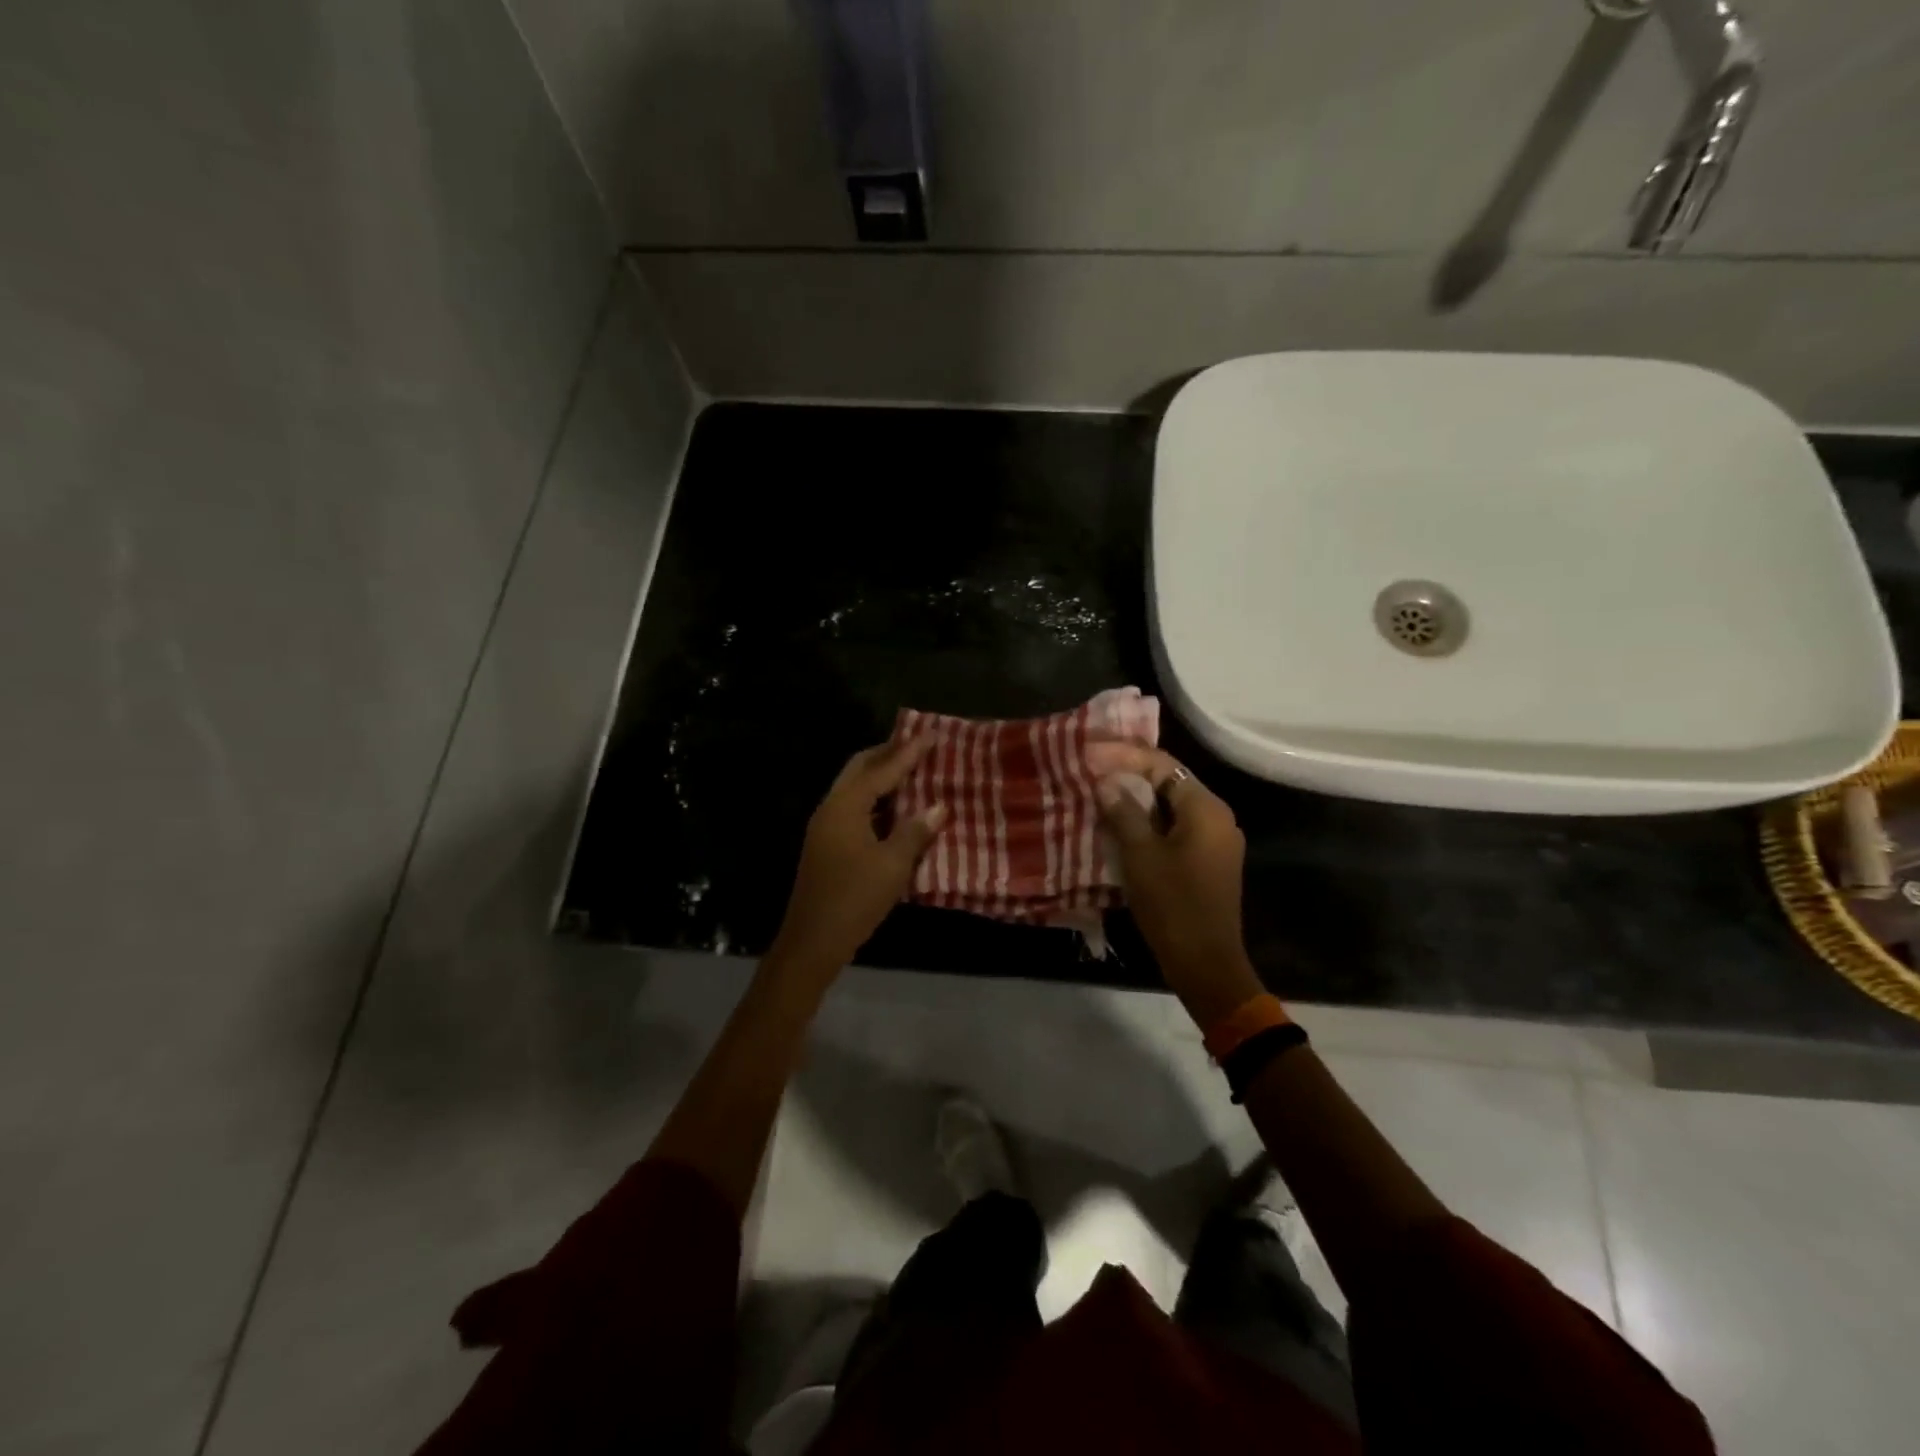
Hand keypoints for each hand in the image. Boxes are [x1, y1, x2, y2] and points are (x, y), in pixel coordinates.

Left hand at [769, 737, 946, 975]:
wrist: (812, 942)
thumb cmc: (854, 899)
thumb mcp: (893, 865)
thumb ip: (916, 831)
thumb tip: (939, 806)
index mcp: (845, 806)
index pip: (881, 770)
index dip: (908, 752)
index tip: (932, 734)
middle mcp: (831, 809)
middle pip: (860, 769)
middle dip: (888, 754)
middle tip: (918, 746)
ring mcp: (825, 828)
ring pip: (855, 789)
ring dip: (881, 778)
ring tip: (912, 772)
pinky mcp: (827, 846)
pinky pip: (854, 809)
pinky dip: (876, 802)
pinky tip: (897, 810)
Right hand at [1090, 746, 1262, 1027]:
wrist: (1205, 963)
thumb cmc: (1172, 905)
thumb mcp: (1140, 855)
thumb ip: (1123, 812)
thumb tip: (1106, 782)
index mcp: (1206, 808)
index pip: (1162, 764)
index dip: (1123, 756)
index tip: (1088, 754)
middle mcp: (1217, 817)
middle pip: (1168, 782)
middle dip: (1128, 775)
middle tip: (1090, 772)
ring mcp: (1215, 841)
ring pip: (1169, 807)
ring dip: (1136, 801)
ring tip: (1098, 796)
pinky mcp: (1207, 862)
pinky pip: (1174, 829)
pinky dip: (1147, 823)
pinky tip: (1118, 827)